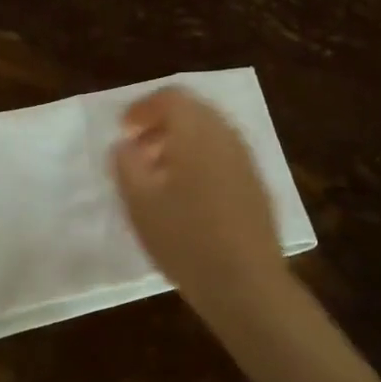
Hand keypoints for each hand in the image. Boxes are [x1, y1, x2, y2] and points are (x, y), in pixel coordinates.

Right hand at [110, 87, 288, 317]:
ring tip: (157, 174)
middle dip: (162, 123)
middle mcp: (226, 136)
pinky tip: (186, 194)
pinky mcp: (256, 185)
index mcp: (197, 132)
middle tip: (138, 149)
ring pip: (209, 134)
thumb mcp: (139, 202)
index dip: (142, 108)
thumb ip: (126, 163)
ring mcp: (246, 160)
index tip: (123, 130)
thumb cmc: (185, 239)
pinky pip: (223, 155)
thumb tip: (125, 144)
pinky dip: (200, 159)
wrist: (246, 283)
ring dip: (181, 143)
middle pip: (193, 111)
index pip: (171, 97)